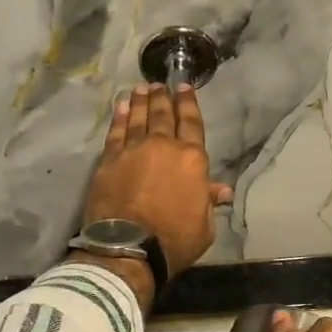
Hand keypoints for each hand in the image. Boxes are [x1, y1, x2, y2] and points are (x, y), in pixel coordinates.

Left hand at [81, 84, 230, 279]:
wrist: (129, 247)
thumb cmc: (174, 239)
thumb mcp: (204, 226)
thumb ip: (209, 202)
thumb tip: (222, 190)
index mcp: (192, 159)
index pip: (191, 123)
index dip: (188, 103)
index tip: (184, 87)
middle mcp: (164, 147)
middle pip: (163, 115)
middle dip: (163, 97)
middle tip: (159, 84)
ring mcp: (134, 150)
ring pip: (139, 119)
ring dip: (141, 102)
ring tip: (141, 88)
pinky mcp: (109, 160)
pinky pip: (116, 132)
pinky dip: (119, 117)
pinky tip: (121, 106)